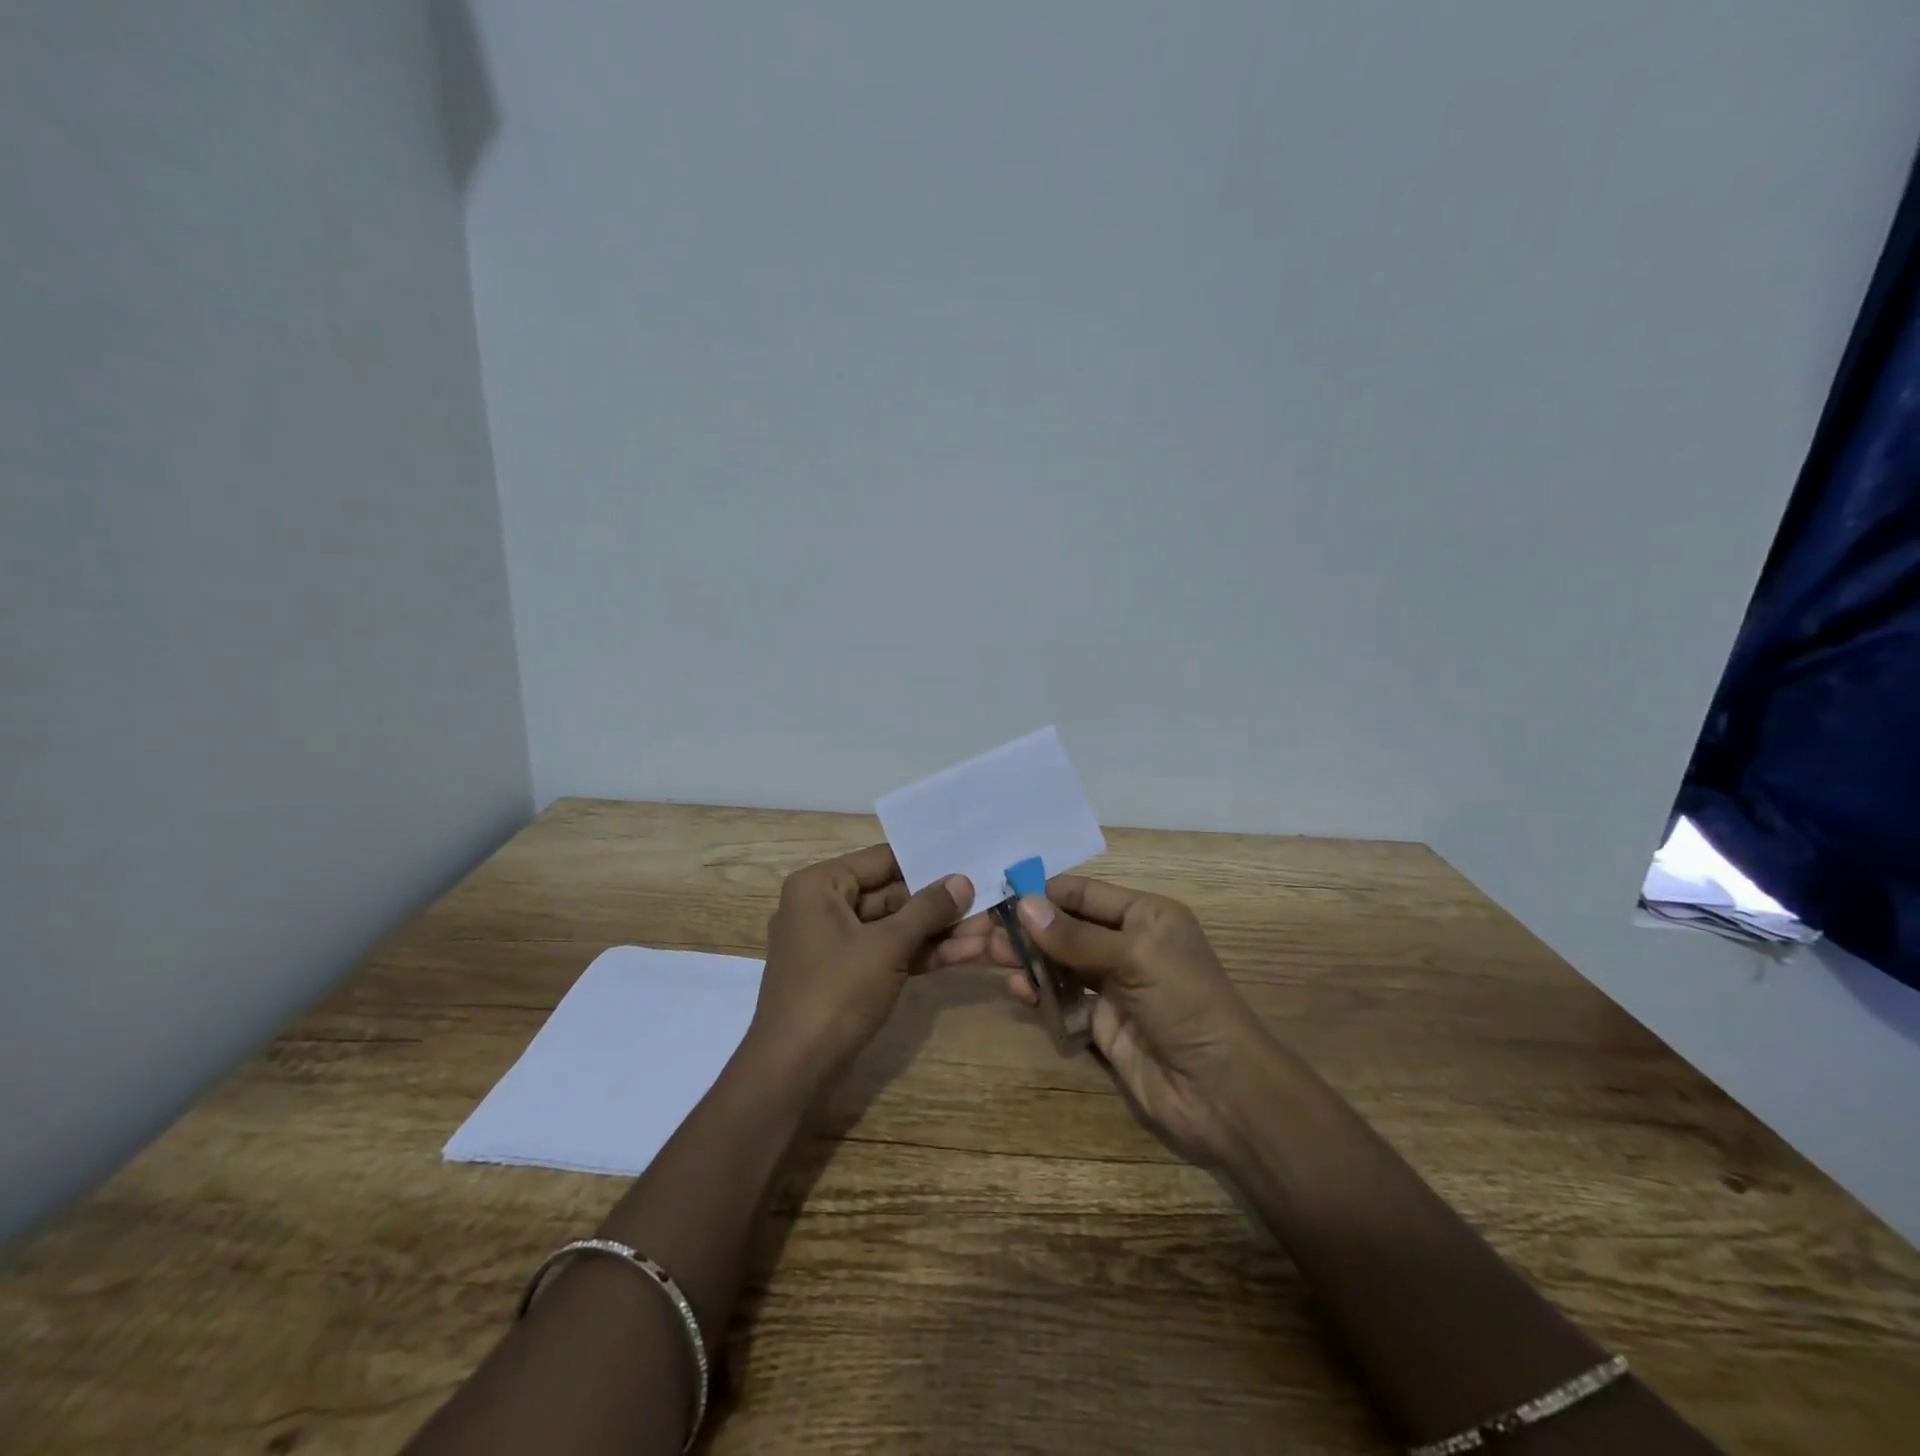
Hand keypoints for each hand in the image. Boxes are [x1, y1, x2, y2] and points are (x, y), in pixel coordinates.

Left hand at [748, 845, 974, 1088]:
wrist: (793, 1072)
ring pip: (893, 928)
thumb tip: (962, 880)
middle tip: (986, 900)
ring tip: (986, 931)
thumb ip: (927, 910)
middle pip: (890, 894)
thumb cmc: (835, 993)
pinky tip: (964, 954)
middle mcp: (823, 907)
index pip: (881, 860)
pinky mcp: (847, 977)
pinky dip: (921, 955)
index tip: (968, 859)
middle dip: (938, 904)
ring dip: (937, 932)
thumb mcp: (887, 946)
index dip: (926, 862)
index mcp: (820, 886)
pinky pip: (887, 954)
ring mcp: (835, 945)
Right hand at [986, 876, 1271, 1165]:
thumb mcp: (1134, 957)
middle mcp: (1128, 944)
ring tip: (990, 957)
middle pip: (1067, 928)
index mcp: (1145, 916)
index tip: (998, 895)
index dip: (1043, 893)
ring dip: (1029, 958)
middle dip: (1029, 928)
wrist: (1219, 1090)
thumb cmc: (1184, 1003)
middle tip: (984, 931)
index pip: (1083, 894)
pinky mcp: (1101, 1023)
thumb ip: (1075, 936)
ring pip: (1061, 962)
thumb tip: (1022, 905)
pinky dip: (1040, 992)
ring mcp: (1114, 985)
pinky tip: (1017, 990)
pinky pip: (1063, 999)